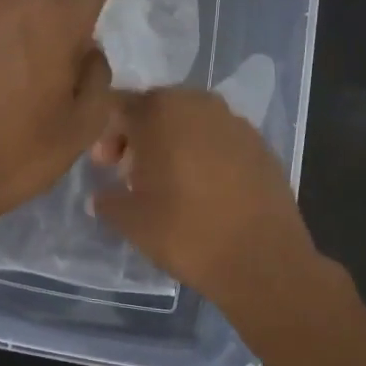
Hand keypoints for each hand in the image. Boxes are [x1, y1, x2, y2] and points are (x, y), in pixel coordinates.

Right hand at [91, 88, 318, 312]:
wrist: (263, 261)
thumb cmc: (186, 232)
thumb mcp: (130, 221)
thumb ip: (108, 200)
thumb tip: (102, 196)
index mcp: (162, 111)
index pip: (121, 106)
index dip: (107, 134)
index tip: (105, 165)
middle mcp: (200, 104)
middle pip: (158, 108)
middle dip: (141, 135)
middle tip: (132, 172)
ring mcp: (236, 122)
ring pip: (192, 122)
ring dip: (174, 143)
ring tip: (169, 183)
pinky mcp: (262, 145)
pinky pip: (220, 139)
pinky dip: (205, 154)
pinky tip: (205, 190)